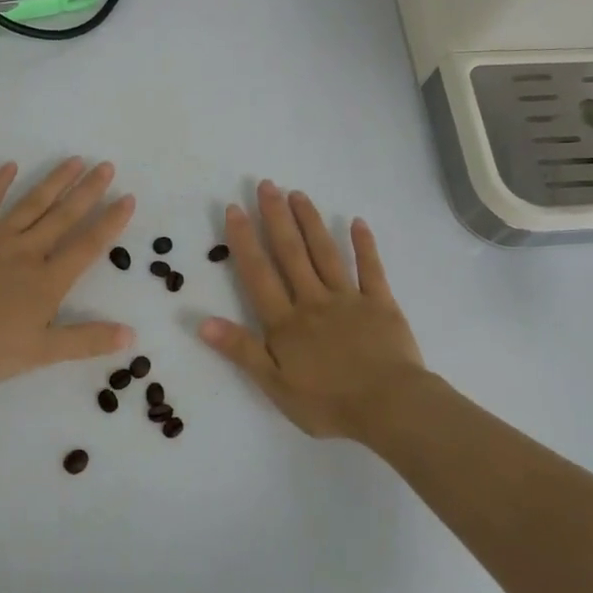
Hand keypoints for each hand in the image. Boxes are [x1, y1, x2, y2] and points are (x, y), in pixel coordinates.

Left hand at [0, 159, 135, 384]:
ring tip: (74, 160)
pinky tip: (10, 166)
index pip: (87, 245)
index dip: (110, 222)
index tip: (127, 198)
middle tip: (106, 165)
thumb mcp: (41, 352)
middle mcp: (27, 251)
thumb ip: (86, 340)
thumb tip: (131, 336)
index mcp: (47, 280)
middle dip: (88, 190)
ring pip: (31, 203)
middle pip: (63, 215)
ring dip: (55, 181)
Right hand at [199, 181, 428, 440]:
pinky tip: (357, 222)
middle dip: (276, 217)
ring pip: (325, 253)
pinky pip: (371, 269)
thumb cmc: (328, 402)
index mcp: (286, 322)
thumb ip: (241, 350)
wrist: (390, 408)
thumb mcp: (275, 384)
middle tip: (266, 184)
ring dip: (310, 222)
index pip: (258, 274)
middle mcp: (313, 300)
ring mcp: (348, 299)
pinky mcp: (381, 304)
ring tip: (298, 194)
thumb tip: (202, 322)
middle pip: (291, 253)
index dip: (244, 240)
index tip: (234, 209)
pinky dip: (364, 245)